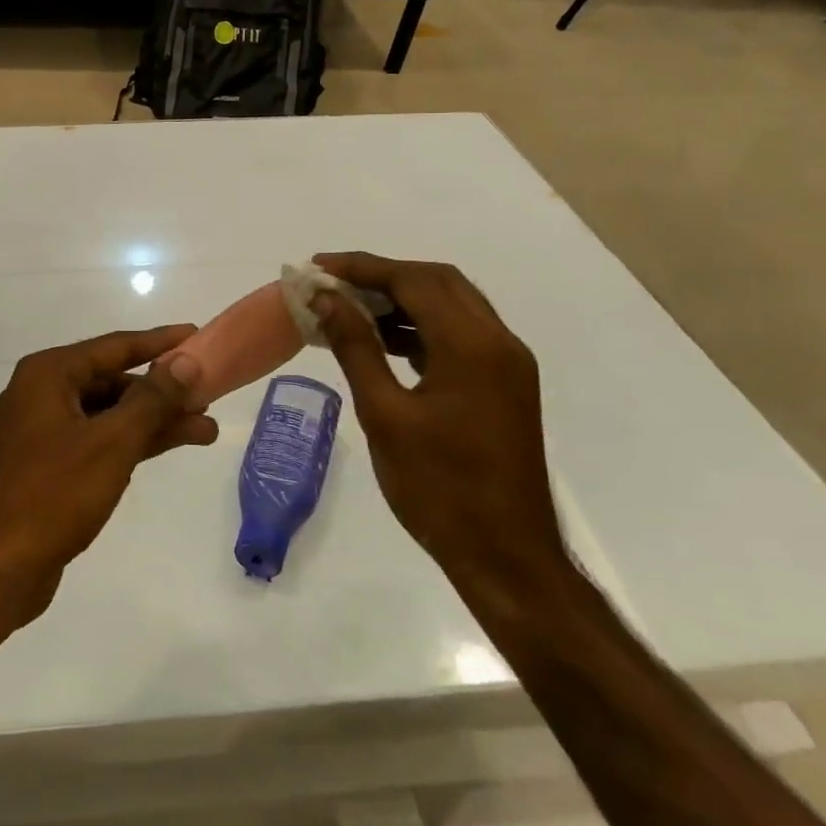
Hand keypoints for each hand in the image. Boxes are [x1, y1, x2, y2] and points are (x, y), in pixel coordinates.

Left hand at [0, 326, 218, 630]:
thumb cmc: (49, 495)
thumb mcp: (110, 443)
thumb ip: (152, 400)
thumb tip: (186, 360)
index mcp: (48, 374)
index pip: (115, 346)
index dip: (159, 342)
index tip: (197, 335)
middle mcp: (42, 394)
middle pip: (113, 381)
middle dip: (162, 391)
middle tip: (209, 396)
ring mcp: (42, 433)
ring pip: (108, 415)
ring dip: (153, 421)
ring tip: (205, 430)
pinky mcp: (46, 468)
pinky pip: (97, 442)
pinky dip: (130, 444)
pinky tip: (165, 448)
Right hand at [311, 254, 566, 592]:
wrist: (507, 558)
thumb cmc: (438, 488)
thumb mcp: (384, 414)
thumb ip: (355, 347)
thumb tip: (325, 299)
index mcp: (471, 346)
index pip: (413, 280)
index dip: (362, 267)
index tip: (317, 267)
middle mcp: (498, 342)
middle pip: (438, 281)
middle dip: (383, 274)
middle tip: (333, 282)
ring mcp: (507, 364)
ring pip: (452, 304)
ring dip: (403, 297)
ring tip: (350, 307)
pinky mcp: (505, 384)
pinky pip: (460, 333)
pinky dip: (421, 324)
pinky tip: (384, 340)